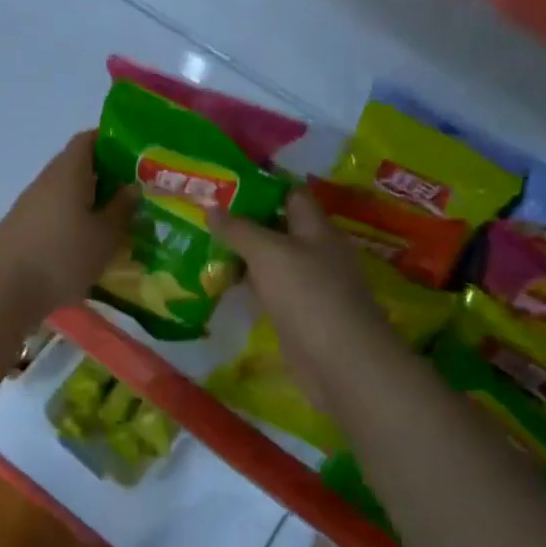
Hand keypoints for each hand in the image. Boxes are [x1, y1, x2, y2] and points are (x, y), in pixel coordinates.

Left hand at [0, 131, 137, 320]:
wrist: (3, 291)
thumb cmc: (62, 257)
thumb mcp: (105, 236)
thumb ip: (121, 208)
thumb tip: (132, 186)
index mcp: (68, 171)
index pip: (88, 140)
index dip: (112, 143)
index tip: (135, 159)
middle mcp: (46, 181)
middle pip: (78, 167)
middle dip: (106, 178)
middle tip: (134, 196)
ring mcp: (30, 205)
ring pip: (66, 193)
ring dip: (89, 203)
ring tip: (115, 224)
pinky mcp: (21, 228)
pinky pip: (54, 214)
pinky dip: (72, 221)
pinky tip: (87, 245)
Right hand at [210, 187, 390, 409]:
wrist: (341, 362)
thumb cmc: (308, 295)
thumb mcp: (268, 253)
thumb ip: (239, 230)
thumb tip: (212, 208)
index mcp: (317, 229)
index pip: (291, 194)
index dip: (262, 186)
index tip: (226, 184)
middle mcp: (316, 252)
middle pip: (279, 228)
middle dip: (245, 222)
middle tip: (204, 217)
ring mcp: (310, 286)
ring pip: (272, 261)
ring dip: (243, 256)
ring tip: (203, 247)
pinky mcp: (299, 315)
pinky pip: (270, 291)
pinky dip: (249, 286)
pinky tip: (223, 285)